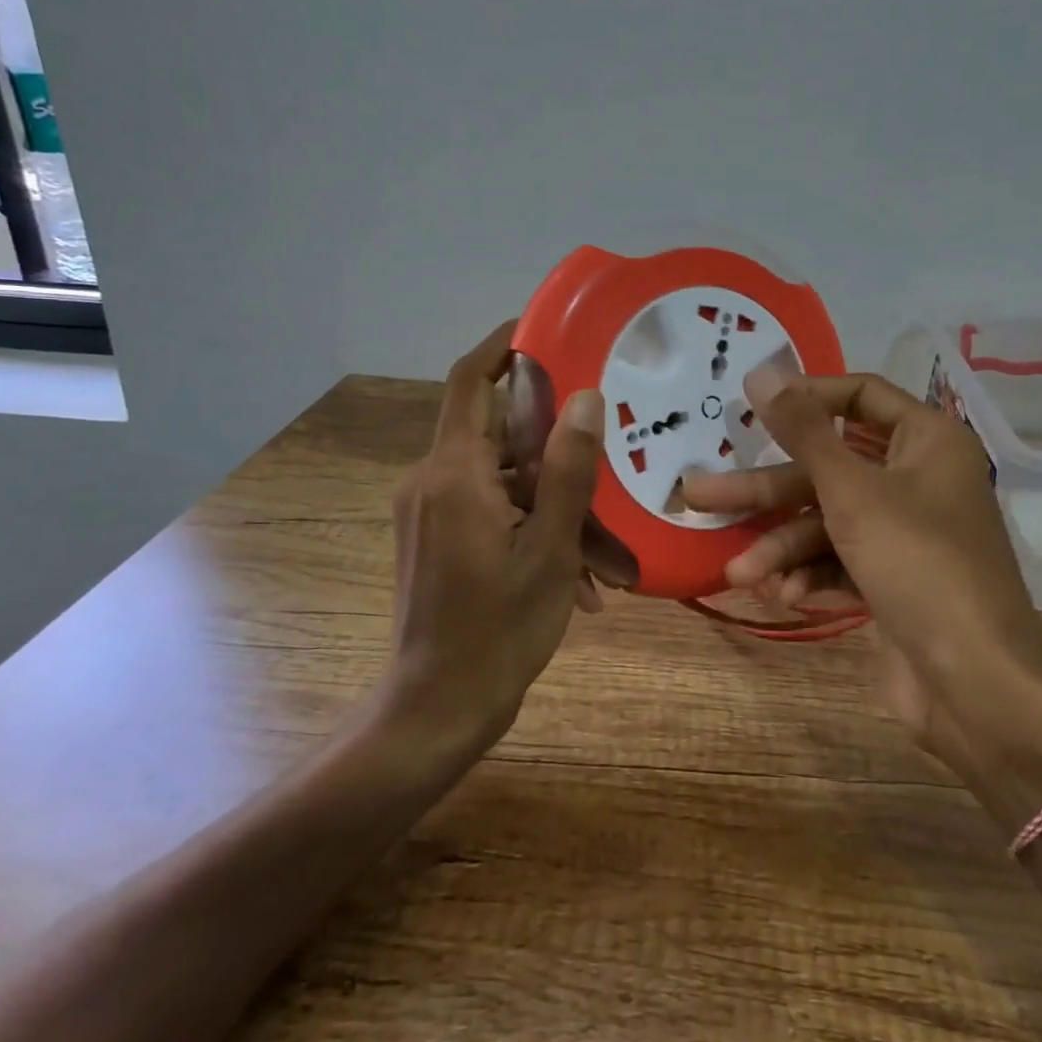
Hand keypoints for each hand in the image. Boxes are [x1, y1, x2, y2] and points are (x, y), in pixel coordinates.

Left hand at [380, 320, 605, 761]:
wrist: (436, 711)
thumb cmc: (499, 631)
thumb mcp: (551, 549)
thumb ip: (568, 470)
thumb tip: (585, 398)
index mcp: (455, 474)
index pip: (472, 382)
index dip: (504, 346)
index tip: (546, 330)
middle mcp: (433, 482)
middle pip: (500, 436)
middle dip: (557, 452)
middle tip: (609, 459)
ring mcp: (432, 513)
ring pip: (504, 482)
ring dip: (555, 507)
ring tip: (607, 556)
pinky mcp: (437, 540)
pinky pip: (493, 512)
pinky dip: (534, 530)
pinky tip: (579, 580)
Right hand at [679, 367, 1041, 809]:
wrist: (976, 685)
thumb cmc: (918, 563)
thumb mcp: (852, 491)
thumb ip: (803, 432)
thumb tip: (761, 372)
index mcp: (927, 441)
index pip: (861, 396)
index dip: (806, 397)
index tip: (752, 408)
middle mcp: (918, 479)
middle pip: (829, 469)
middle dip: (767, 491)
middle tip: (699, 493)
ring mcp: (905, 534)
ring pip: (828, 522)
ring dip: (783, 548)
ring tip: (737, 572)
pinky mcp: (893, 580)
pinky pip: (841, 561)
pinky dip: (812, 576)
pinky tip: (784, 596)